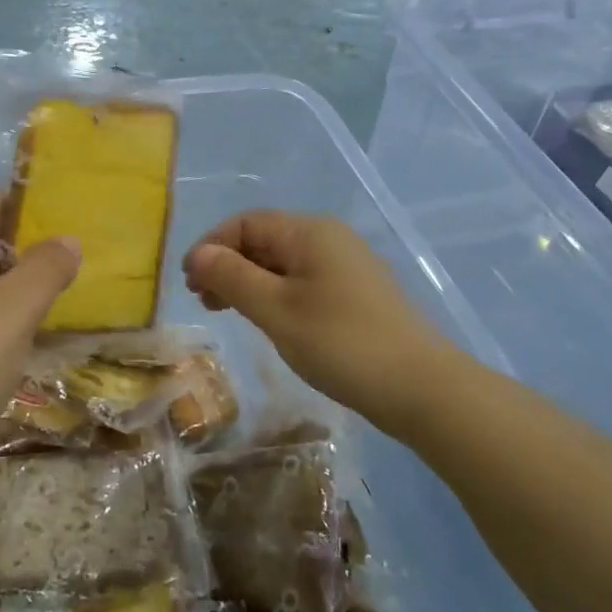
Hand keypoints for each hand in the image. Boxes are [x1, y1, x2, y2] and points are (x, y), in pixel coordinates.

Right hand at [183, 211, 454, 436]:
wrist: (423, 388)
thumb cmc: (342, 344)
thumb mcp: (277, 311)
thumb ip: (233, 278)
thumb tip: (198, 254)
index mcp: (309, 232)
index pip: (246, 223)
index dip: (211, 247)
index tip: (189, 283)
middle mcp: (328, 238)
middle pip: (264, 239)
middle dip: (227, 264)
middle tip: (202, 300)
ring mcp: (346, 265)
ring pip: (282, 262)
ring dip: (248, 281)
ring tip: (227, 312)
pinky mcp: (356, 292)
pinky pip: (303, 280)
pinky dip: (275, 293)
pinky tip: (269, 320)